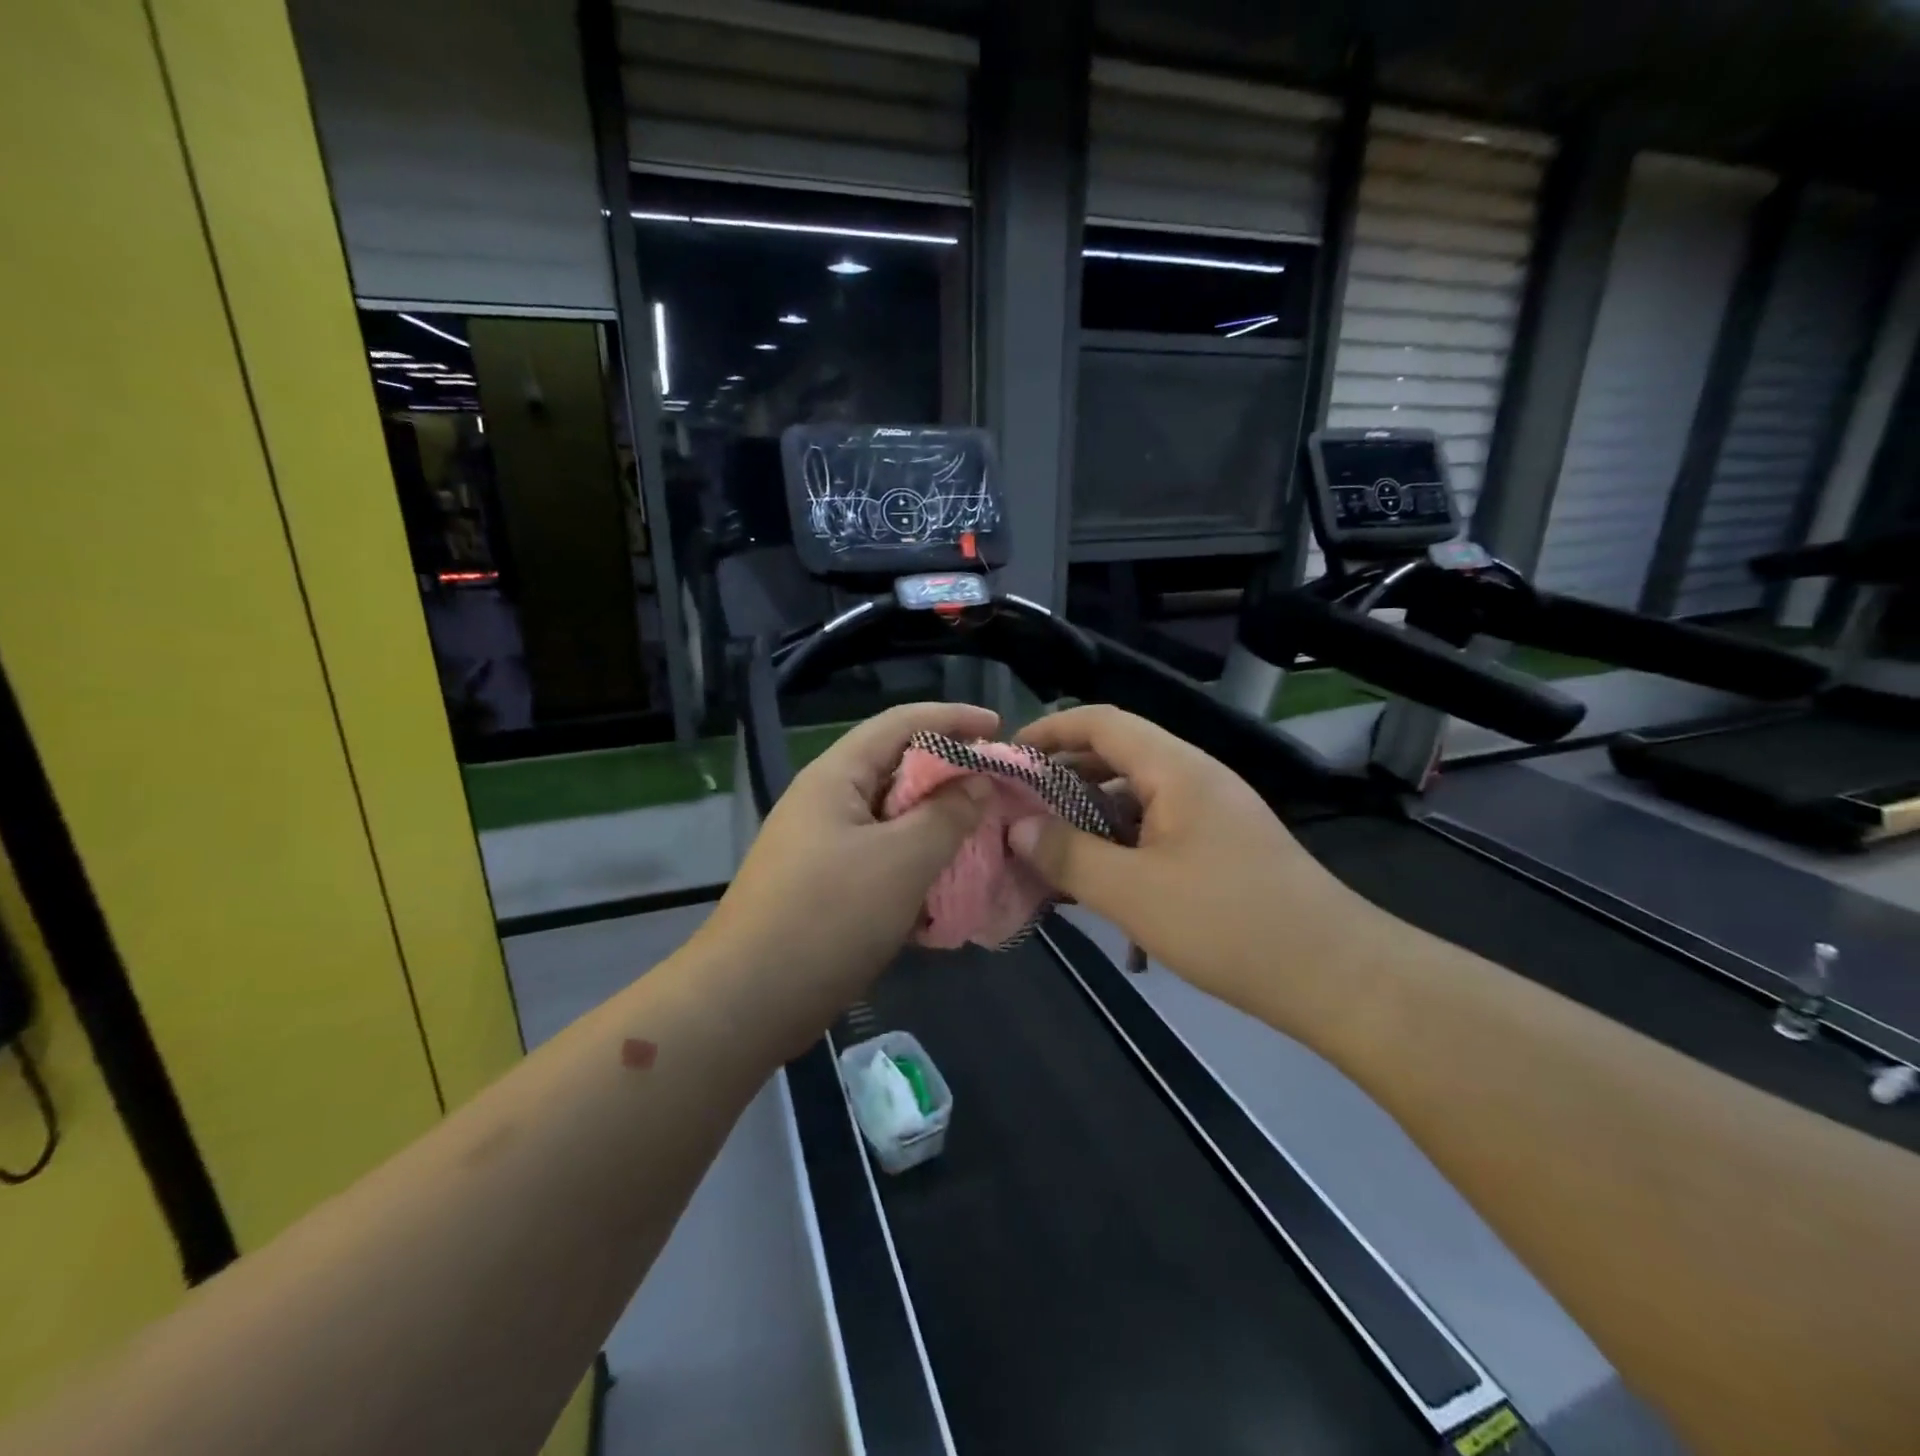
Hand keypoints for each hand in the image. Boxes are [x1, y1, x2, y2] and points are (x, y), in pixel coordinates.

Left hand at [696, 701, 999, 1042]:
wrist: (749, 1001)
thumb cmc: (828, 917)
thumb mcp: (902, 860)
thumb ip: (948, 815)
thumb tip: (977, 781)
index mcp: (837, 777)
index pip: (901, 723)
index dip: (953, 717)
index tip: (1001, 727)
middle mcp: (828, 801)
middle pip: (898, 768)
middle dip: (951, 774)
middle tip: (998, 789)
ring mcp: (825, 846)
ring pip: (894, 818)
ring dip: (938, 824)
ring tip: (984, 835)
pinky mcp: (828, 887)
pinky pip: (883, 858)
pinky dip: (918, 863)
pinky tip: (949, 885)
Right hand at [1009, 705, 1354, 1009]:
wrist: (1335, 976)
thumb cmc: (1229, 924)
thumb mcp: (1134, 892)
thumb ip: (1069, 855)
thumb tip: (1018, 828)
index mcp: (1176, 769)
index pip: (1101, 722)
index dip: (1049, 731)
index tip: (1006, 758)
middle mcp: (1195, 778)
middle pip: (1116, 755)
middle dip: (1062, 776)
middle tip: (1018, 808)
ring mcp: (1212, 813)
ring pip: (1135, 797)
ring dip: (1089, 817)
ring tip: (1049, 850)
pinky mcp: (1220, 847)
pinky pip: (1156, 829)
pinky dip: (1120, 845)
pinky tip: (1100, 886)